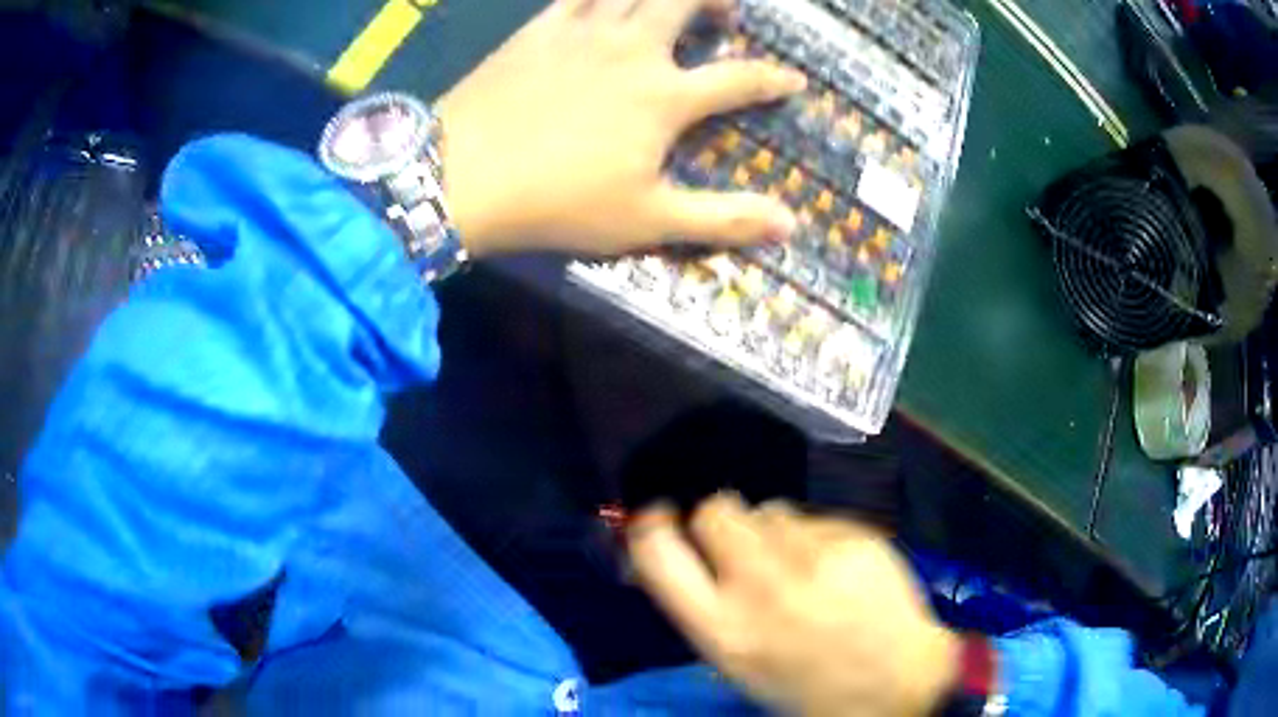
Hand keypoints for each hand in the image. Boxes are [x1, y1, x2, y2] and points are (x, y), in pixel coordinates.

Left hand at [434, 0, 805, 257]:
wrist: (460, 176)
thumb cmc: (557, 202)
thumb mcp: (647, 220)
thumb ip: (722, 218)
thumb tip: (791, 224)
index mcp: (663, 96)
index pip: (739, 79)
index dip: (774, 79)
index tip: (795, 80)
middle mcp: (632, 50)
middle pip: (685, 2)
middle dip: (716, 0)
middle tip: (727, 12)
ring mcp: (582, 32)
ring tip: (673, 0)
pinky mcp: (538, 28)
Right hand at [628, 494, 958, 716]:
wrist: (896, 681)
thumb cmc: (807, 684)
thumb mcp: (738, 663)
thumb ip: (706, 608)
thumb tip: (685, 555)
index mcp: (722, 630)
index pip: (658, 553)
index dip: (651, 526)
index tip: (658, 517)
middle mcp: (760, 587)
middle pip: (716, 511)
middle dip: (722, 521)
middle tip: (742, 544)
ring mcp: (812, 558)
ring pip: (770, 508)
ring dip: (775, 530)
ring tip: (800, 564)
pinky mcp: (855, 537)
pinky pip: (818, 517)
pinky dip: (819, 536)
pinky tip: (840, 567)